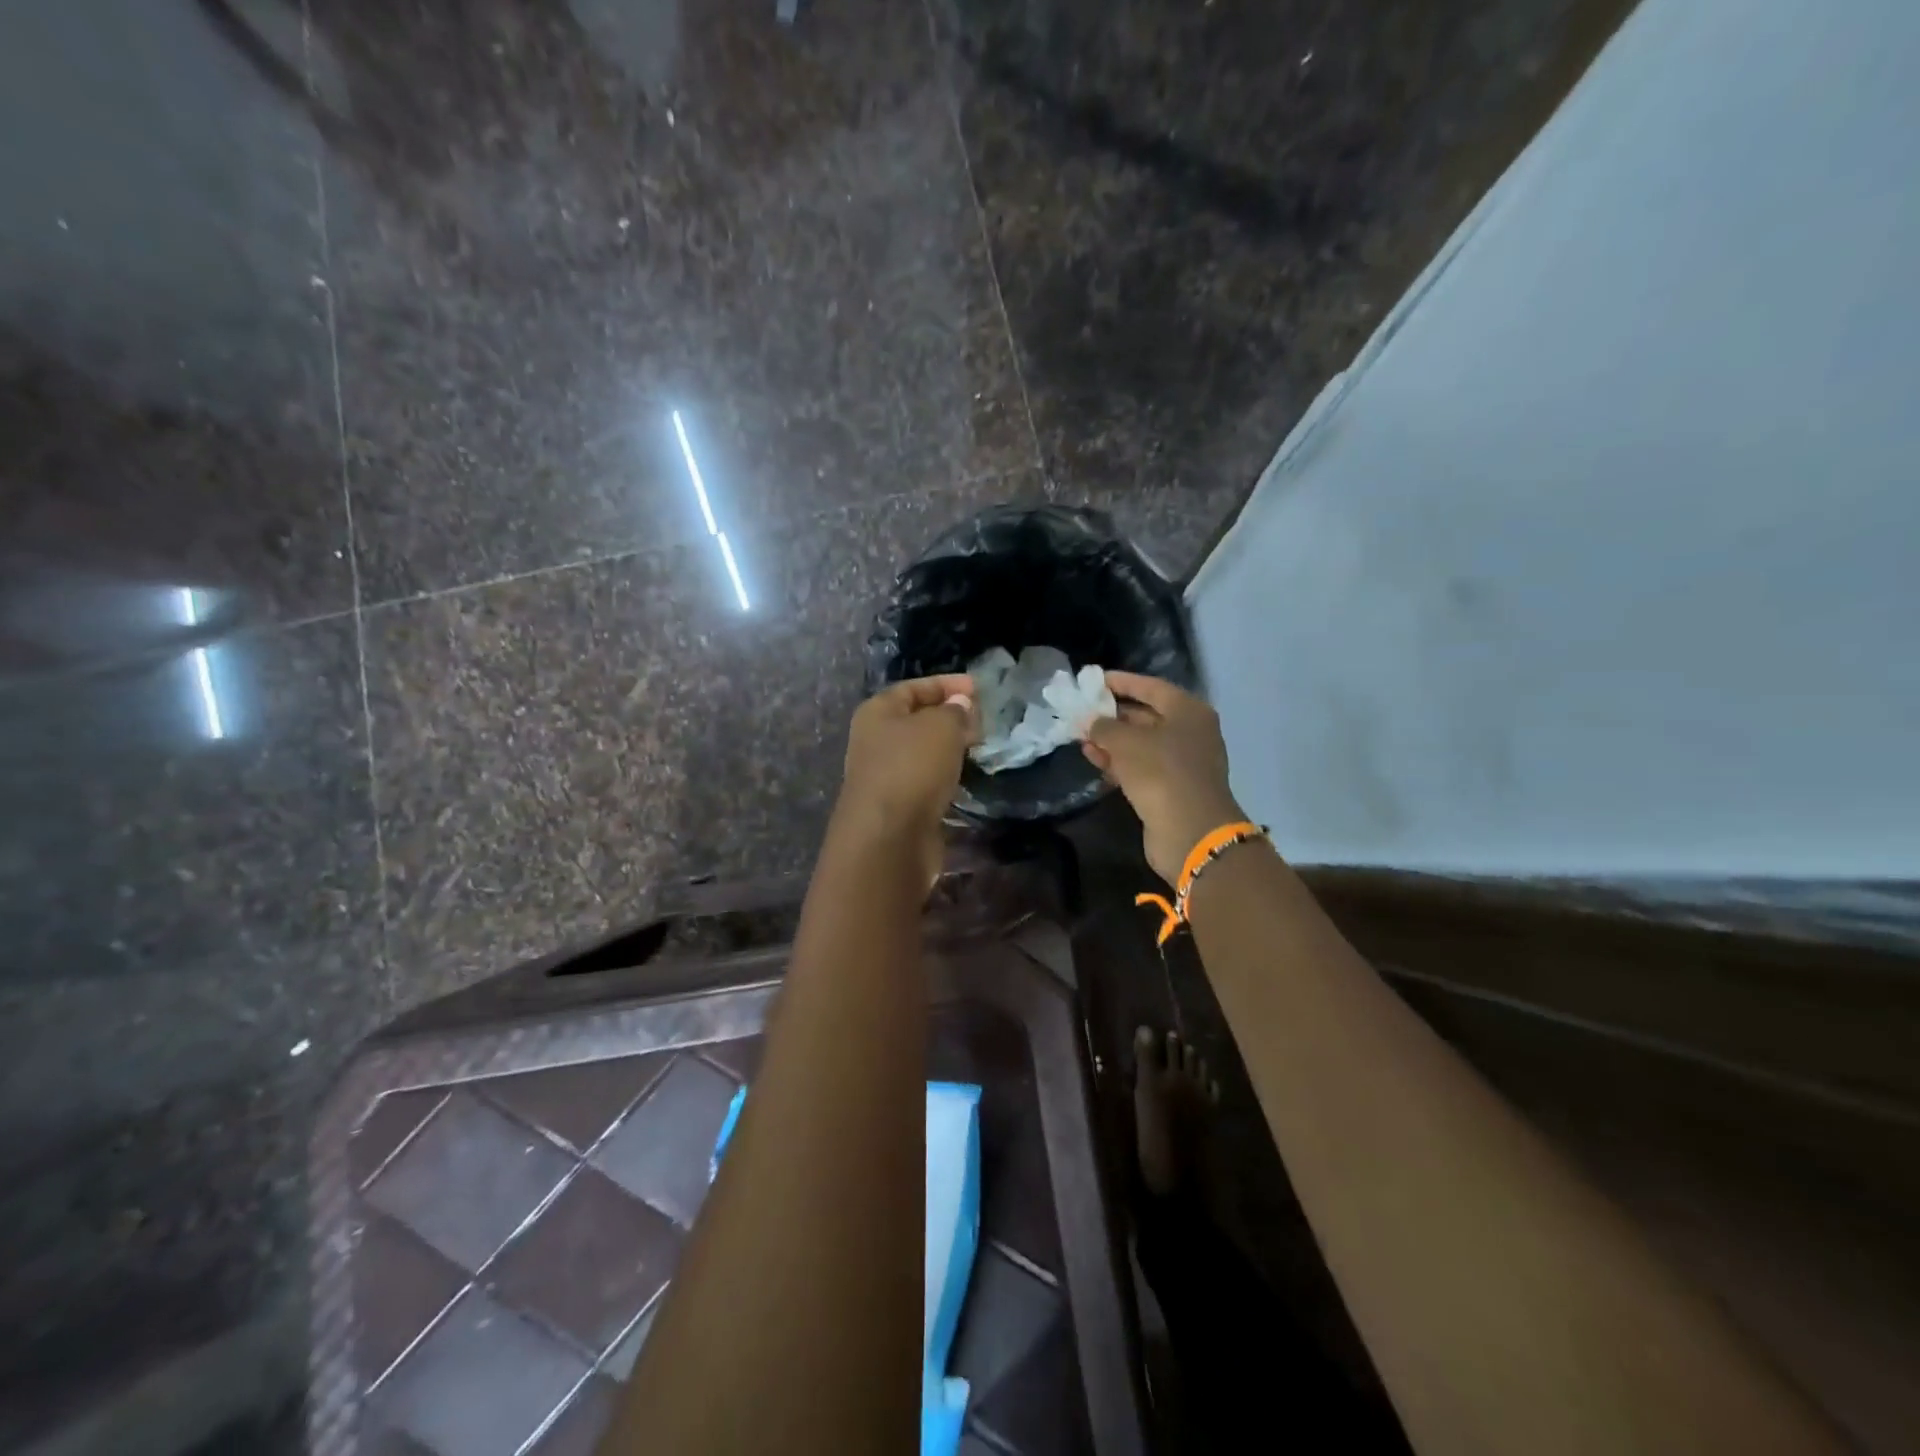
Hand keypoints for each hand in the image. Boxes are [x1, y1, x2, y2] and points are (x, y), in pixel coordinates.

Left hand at [835, 674, 977, 879]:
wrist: (889, 838)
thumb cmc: (912, 768)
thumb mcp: (941, 726)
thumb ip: (955, 711)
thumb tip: (961, 705)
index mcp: (877, 712)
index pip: (913, 687)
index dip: (946, 684)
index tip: (978, 688)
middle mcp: (875, 741)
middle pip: (916, 719)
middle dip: (950, 716)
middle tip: (983, 719)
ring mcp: (885, 775)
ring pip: (922, 752)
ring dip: (949, 748)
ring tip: (979, 746)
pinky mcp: (898, 805)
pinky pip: (926, 779)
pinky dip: (945, 775)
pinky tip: (965, 777)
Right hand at [1083, 672, 1245, 884]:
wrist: (1190, 831)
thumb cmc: (1161, 772)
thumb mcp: (1126, 742)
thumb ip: (1103, 727)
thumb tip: (1089, 721)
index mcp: (1188, 711)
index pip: (1151, 687)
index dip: (1122, 682)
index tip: (1094, 680)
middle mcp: (1189, 732)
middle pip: (1146, 715)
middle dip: (1113, 714)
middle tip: (1082, 710)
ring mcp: (1181, 762)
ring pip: (1141, 744)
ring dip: (1111, 740)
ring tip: (1080, 736)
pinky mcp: (1170, 788)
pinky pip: (1140, 766)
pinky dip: (1117, 761)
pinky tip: (1092, 758)